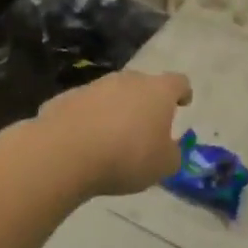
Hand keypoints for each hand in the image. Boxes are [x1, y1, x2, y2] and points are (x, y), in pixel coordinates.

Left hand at [37, 70, 192, 195]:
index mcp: (158, 91)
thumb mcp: (163, 166)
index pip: (178, 82)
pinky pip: (84, 108)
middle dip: (146, 103)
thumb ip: (172, 154)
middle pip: (143, 85)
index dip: (183, 93)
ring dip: (115, 111)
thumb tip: (169, 149)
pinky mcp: (64, 98)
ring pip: (111, 95)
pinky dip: (88, 120)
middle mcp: (127, 81)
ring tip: (113, 138)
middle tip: (146, 127)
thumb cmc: (127, 157)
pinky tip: (84, 143)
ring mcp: (93, 86)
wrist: (65, 154)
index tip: (183, 103)